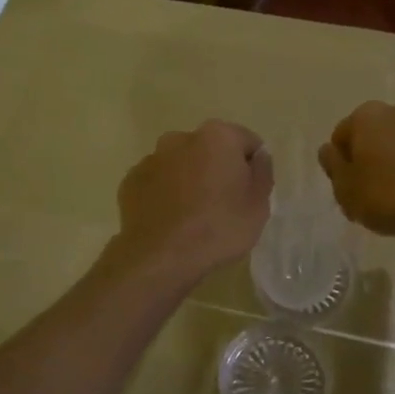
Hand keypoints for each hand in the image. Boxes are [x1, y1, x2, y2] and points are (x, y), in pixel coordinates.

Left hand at [113, 120, 273, 283]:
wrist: (161, 257)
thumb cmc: (219, 227)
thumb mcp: (259, 204)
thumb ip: (262, 171)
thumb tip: (258, 156)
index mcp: (217, 136)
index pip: (246, 142)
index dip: (252, 167)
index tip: (249, 194)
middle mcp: (181, 138)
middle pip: (210, 149)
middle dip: (216, 169)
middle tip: (223, 206)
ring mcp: (151, 159)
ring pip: (180, 165)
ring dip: (189, 180)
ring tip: (193, 216)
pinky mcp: (131, 181)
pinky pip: (157, 183)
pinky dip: (165, 195)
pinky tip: (171, 221)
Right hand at [318, 101, 394, 237]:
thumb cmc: (393, 195)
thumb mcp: (347, 190)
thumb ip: (333, 167)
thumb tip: (328, 150)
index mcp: (365, 116)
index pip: (340, 138)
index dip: (341, 167)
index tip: (351, 192)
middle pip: (371, 138)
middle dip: (369, 162)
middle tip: (372, 196)